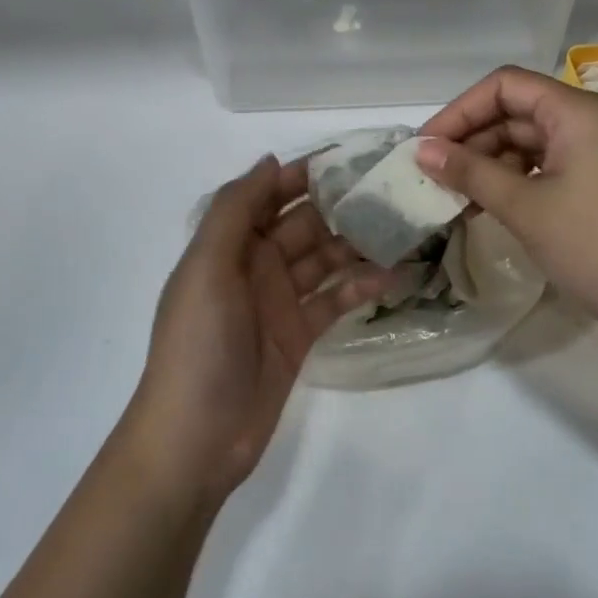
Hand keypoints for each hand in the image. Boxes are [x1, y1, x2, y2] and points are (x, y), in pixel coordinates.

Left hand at [126, 156, 384, 502]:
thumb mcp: (206, 268)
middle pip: (303, 224)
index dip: (304, 175)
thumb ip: (235, 211)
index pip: (270, 195)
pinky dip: (359, 286)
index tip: (351, 158)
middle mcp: (255, 265)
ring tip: (402, 228)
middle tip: (392, 191)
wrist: (195, 439)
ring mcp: (279, 300)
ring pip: (323, 259)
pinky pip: (333, 299)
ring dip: (356, 244)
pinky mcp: (299, 334)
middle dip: (341, 206)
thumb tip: (271, 160)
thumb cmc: (198, 345)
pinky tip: (391, 275)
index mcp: (229, 244)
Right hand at [415, 67, 597, 347]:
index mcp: (577, 112)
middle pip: (516, 112)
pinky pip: (549, 168)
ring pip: (530, 143)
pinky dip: (517, 183)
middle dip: (472, 141)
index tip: (426, 147)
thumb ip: (471, 172)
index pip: (504, 86)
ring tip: (456, 199)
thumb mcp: (526, 208)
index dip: (459, 111)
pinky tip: (490, 209)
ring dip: (490, 165)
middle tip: (433, 178)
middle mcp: (591, 121)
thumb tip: (422, 150)